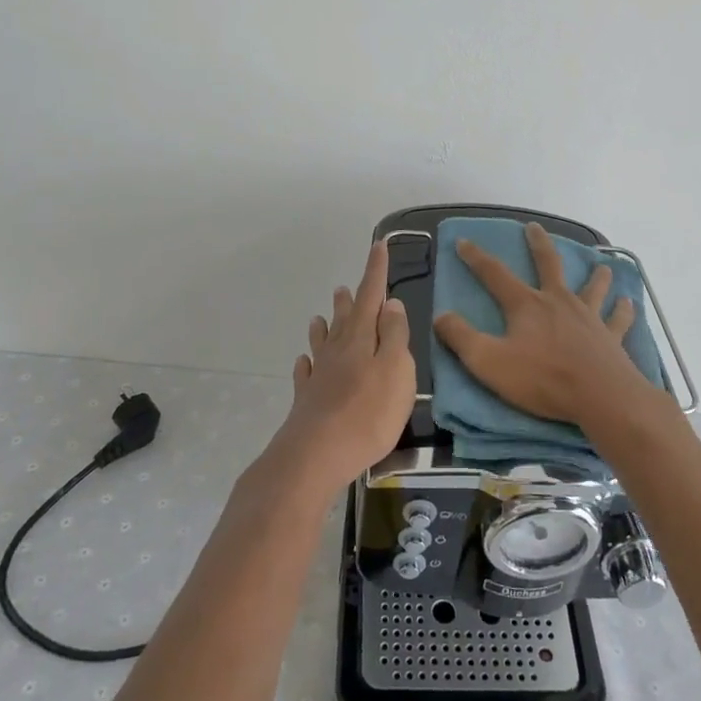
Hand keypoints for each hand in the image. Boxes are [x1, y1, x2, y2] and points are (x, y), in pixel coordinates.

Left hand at [272, 238, 416, 494]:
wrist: (316, 455)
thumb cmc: (368, 413)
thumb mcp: (396, 370)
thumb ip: (395, 336)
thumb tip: (390, 303)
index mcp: (361, 338)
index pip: (370, 295)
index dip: (376, 270)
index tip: (378, 245)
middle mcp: (337, 350)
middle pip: (344, 318)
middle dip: (349, 300)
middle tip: (344, 286)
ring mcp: (319, 376)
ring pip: (322, 343)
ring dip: (324, 327)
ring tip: (320, 316)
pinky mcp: (307, 401)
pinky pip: (306, 374)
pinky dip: (306, 363)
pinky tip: (303, 363)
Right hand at [433, 221, 657, 429]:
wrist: (601, 397)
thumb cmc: (542, 379)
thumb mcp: (488, 362)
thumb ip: (461, 338)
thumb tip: (441, 316)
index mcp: (526, 305)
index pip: (495, 274)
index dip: (476, 258)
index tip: (463, 242)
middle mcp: (558, 302)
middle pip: (548, 264)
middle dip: (538, 245)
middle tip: (534, 228)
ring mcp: (589, 317)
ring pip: (592, 287)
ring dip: (595, 276)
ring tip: (601, 266)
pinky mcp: (612, 337)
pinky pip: (618, 319)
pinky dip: (623, 310)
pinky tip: (628, 303)